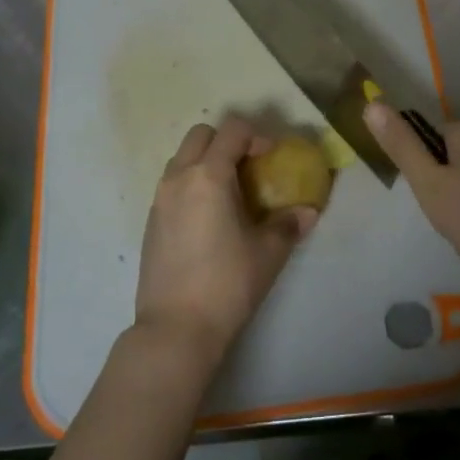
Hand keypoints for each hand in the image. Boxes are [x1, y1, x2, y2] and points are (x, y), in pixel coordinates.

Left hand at [135, 116, 316, 368]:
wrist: (175, 329)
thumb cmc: (227, 284)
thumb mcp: (268, 253)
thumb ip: (288, 224)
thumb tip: (308, 211)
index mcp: (209, 176)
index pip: (232, 130)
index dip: (257, 136)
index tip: (272, 158)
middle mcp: (179, 177)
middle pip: (201, 134)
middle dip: (227, 141)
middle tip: (249, 168)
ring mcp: (159, 199)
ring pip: (182, 157)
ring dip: (206, 161)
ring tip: (229, 193)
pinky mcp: (151, 221)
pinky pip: (172, 184)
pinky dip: (191, 184)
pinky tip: (208, 218)